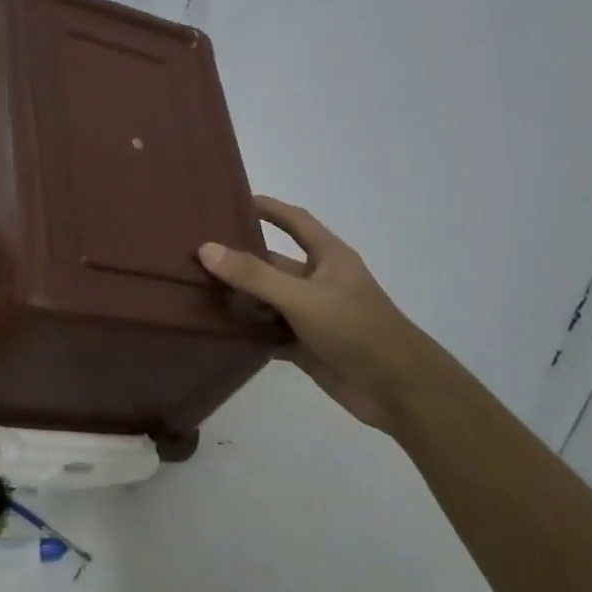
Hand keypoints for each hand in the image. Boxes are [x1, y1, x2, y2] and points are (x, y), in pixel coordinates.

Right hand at [198, 196, 427, 434]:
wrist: (398, 390)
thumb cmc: (355, 329)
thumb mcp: (302, 297)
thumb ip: (254, 275)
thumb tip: (206, 248)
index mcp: (328, 257)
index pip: (294, 221)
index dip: (268, 208)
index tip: (232, 201)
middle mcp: (318, 281)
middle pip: (272, 263)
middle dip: (239, 259)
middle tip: (194, 253)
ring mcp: (311, 315)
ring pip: (267, 300)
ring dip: (238, 298)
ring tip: (194, 289)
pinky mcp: (305, 346)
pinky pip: (268, 332)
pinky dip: (247, 331)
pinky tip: (216, 329)